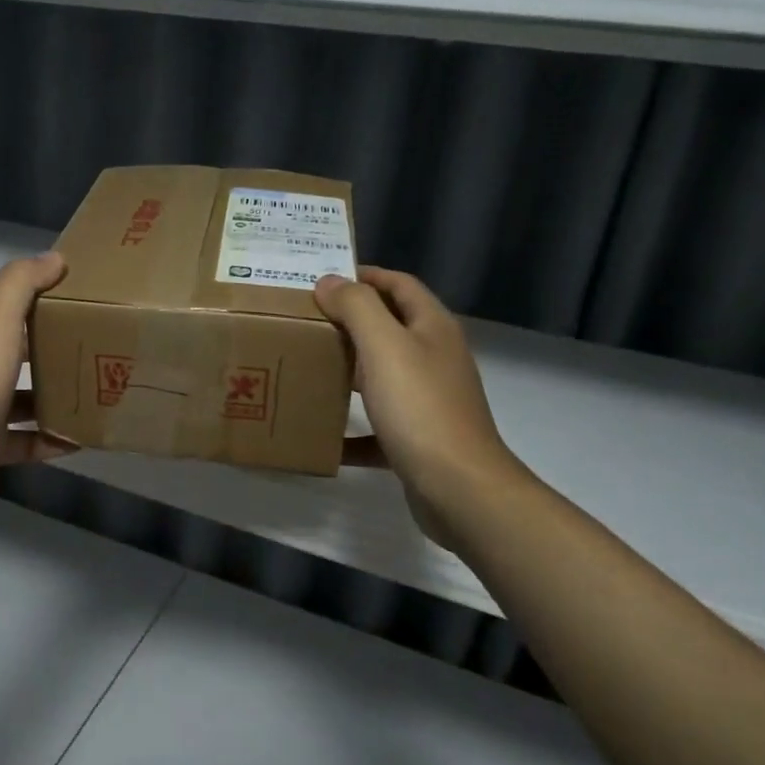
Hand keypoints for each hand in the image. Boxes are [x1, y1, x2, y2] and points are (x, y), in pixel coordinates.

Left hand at [0, 251, 74, 515]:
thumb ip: (22, 281)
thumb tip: (54, 258)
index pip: (10, 301)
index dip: (42, 291)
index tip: (85, 291)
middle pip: (22, 348)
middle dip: (57, 345)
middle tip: (101, 342)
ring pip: (27, 395)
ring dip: (58, 394)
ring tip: (98, 390)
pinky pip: (29, 439)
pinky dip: (53, 439)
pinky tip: (81, 438)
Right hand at [314, 267, 525, 551]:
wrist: (460, 488)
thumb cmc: (420, 408)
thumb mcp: (385, 346)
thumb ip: (357, 308)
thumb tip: (330, 282)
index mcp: (432, 328)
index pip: (399, 284)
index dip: (364, 275)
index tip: (320, 280)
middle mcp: (434, 359)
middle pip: (389, 328)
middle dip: (348, 322)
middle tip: (304, 321)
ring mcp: (428, 401)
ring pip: (382, 376)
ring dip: (347, 370)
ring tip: (305, 368)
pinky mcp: (418, 440)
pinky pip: (377, 427)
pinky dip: (351, 428)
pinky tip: (322, 435)